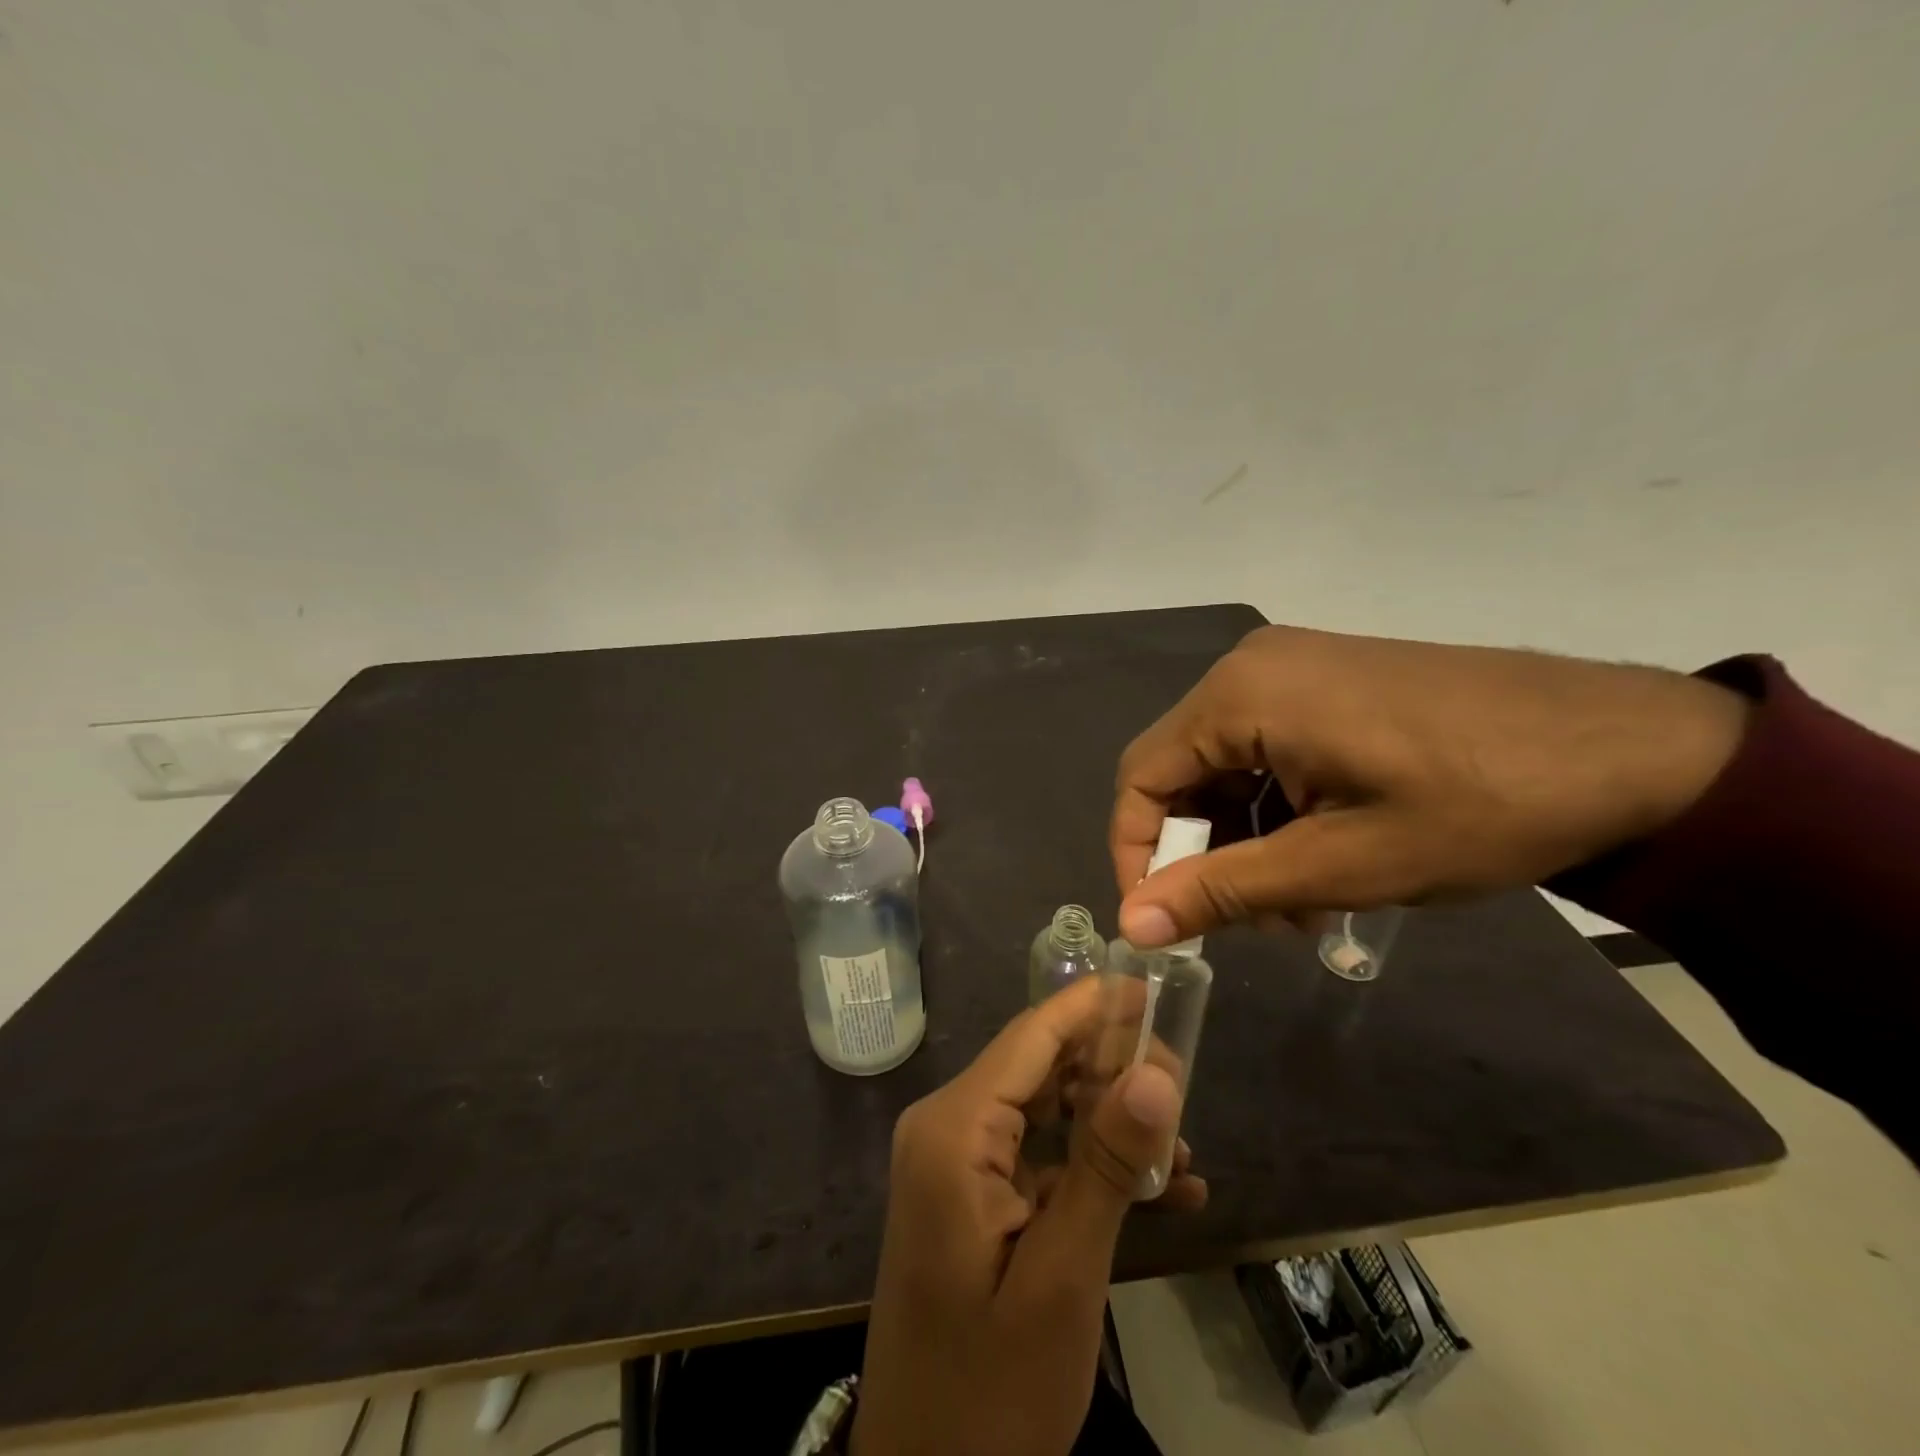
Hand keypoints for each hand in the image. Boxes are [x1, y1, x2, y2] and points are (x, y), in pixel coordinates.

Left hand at [853, 977, 1204, 1455]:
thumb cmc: (990, 1390)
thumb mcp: (1063, 1278)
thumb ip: (1109, 1166)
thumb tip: (1159, 1070)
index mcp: (955, 1129)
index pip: (1032, 1036)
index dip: (1094, 1006)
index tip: (1155, 985)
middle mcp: (948, 1127)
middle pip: (1040, 1066)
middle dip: (1112, 1066)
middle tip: (1187, 1079)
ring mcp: (957, 1163)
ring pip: (1045, 1109)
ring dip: (1111, 1121)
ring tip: (1184, 1142)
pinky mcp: (973, 1197)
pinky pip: (1038, 1157)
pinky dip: (1092, 1166)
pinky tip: (1164, 1192)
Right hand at [1112, 626, 1749, 946]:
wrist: (1638, 750)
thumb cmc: (1477, 808)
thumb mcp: (1339, 865)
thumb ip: (1221, 891)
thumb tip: (1129, 926)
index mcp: (1239, 695)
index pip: (1141, 778)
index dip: (1136, 854)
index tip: (1162, 919)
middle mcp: (1251, 668)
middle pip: (1182, 770)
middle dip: (1201, 851)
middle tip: (1246, 921)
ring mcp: (1294, 667)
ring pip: (1226, 764)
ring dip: (1242, 836)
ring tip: (1296, 902)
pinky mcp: (1331, 680)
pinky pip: (1268, 746)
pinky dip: (1275, 806)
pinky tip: (1322, 853)